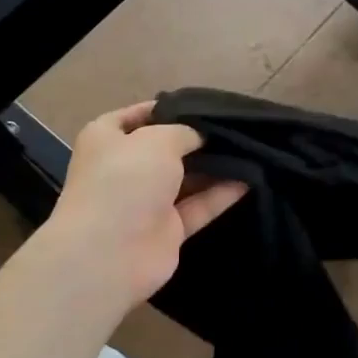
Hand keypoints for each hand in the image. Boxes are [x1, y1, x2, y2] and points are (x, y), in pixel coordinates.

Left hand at [45, 101, 246, 309]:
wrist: (110, 253)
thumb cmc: (126, 181)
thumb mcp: (157, 139)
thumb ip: (185, 131)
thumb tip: (200, 137)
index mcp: (107, 139)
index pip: (138, 115)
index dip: (169, 108)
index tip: (204, 104)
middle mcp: (125, 168)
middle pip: (166, 148)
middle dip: (197, 139)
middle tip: (236, 128)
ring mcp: (146, 201)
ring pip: (185, 178)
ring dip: (214, 167)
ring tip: (250, 150)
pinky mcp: (167, 230)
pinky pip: (199, 206)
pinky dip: (222, 194)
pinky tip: (251, 179)